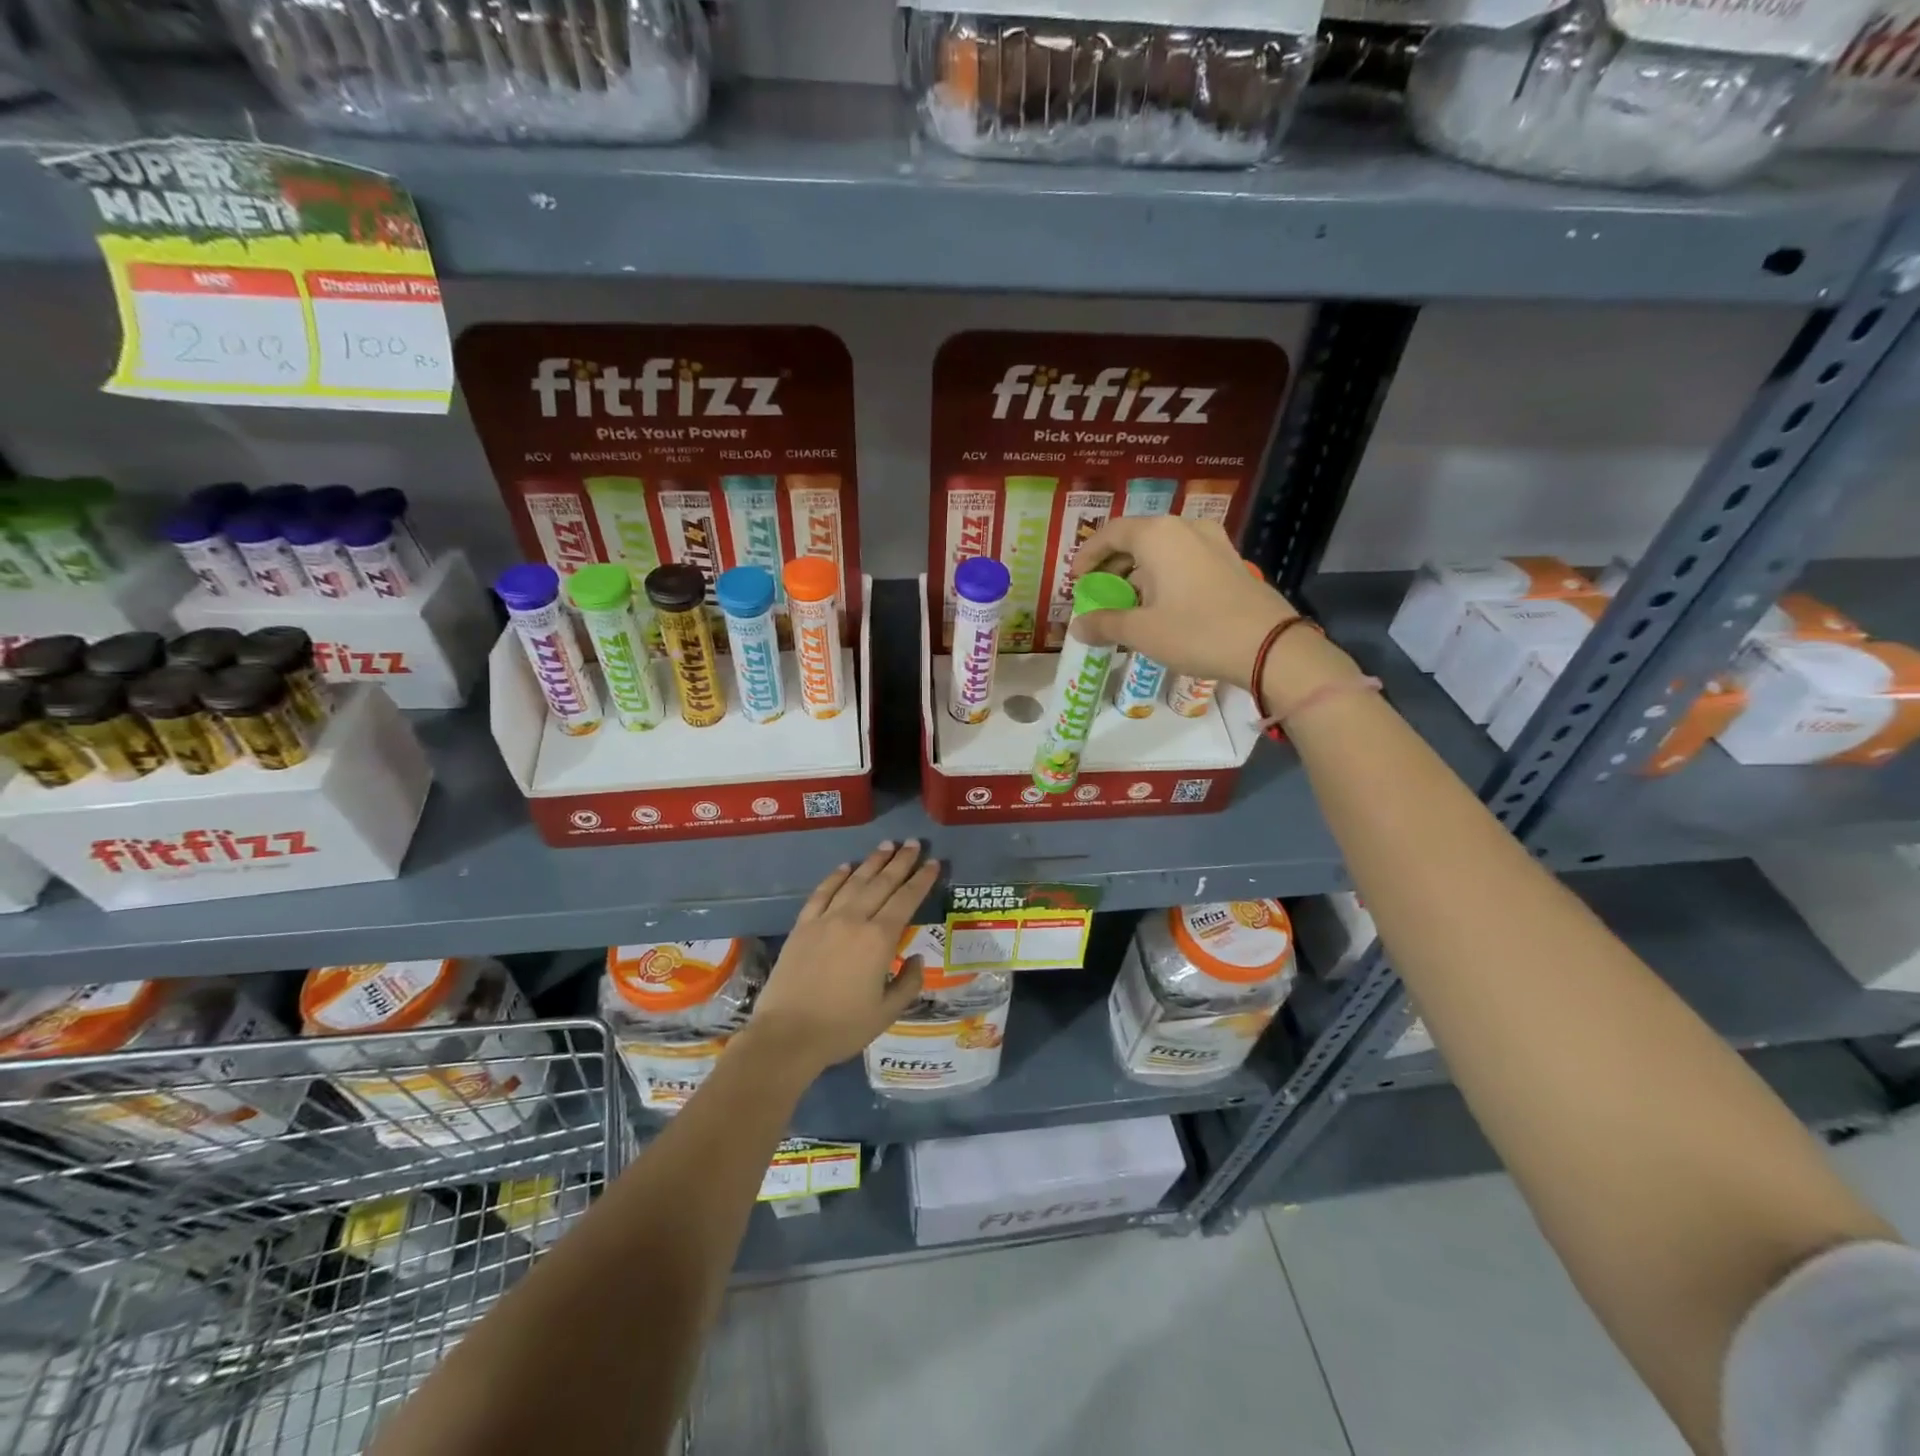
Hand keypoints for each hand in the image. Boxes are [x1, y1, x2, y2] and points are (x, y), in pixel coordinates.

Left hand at [742, 841, 939, 1077]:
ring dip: (872, 862)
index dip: (922, 880)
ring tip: (887, 845)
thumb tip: (916, 958)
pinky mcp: (803, 926)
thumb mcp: (887, 1013)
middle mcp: (854, 920)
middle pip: (882, 883)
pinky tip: (846, 867)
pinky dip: (836, 877)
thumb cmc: (842, 1028)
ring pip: (853, 882)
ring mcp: (825, 920)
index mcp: (879, 940)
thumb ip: (909, 983)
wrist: (786, 1035)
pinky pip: (822, 893)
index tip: (933, 863)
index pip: (906, 900)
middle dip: (901, 861)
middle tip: (914, 843)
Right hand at [1069, 516, 1295, 688]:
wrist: (1268, 645)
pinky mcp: (1230, 561)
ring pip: (1163, 549)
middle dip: (1114, 564)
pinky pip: (1186, 559)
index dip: (1088, 554)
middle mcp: (1185, 528)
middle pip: (1137, 538)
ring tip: (1129, 602)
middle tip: (1100, 591)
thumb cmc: (1196, 631)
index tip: (1076, 579)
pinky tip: (1163, 604)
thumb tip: (1077, 627)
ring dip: (1140, 571)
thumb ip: (1105, 624)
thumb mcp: (1142, 632)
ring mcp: (1213, 542)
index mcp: (1157, 535)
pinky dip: (1165, 575)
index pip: (1110, 533)